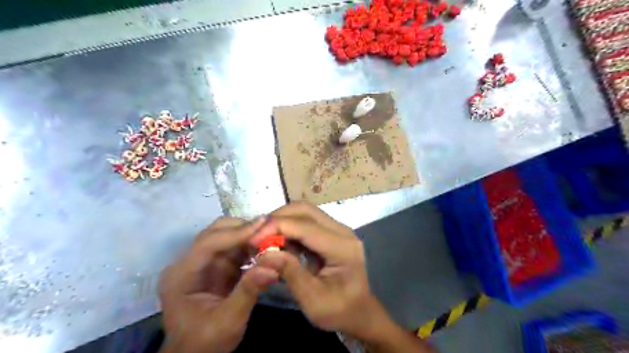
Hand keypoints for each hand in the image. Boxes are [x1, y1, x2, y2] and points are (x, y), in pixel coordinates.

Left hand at [159, 216, 279, 352]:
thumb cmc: (205, 342)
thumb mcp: (227, 322)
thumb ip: (248, 291)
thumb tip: (273, 265)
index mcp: (181, 274)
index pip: (208, 243)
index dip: (237, 232)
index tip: (264, 224)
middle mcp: (189, 262)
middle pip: (216, 232)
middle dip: (244, 228)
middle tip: (271, 229)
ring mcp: (203, 262)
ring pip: (227, 236)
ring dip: (250, 235)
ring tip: (272, 237)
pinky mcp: (217, 265)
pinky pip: (235, 248)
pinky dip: (251, 246)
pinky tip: (266, 249)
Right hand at [253, 203, 389, 339]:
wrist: (359, 312)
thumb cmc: (339, 311)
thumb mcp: (313, 301)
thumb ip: (290, 274)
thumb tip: (262, 255)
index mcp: (342, 247)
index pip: (305, 226)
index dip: (276, 228)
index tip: (252, 240)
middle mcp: (342, 231)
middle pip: (304, 210)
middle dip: (277, 219)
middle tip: (256, 238)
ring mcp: (337, 229)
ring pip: (304, 212)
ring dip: (281, 222)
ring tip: (264, 241)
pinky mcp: (330, 232)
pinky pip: (305, 222)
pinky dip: (288, 229)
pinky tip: (278, 244)